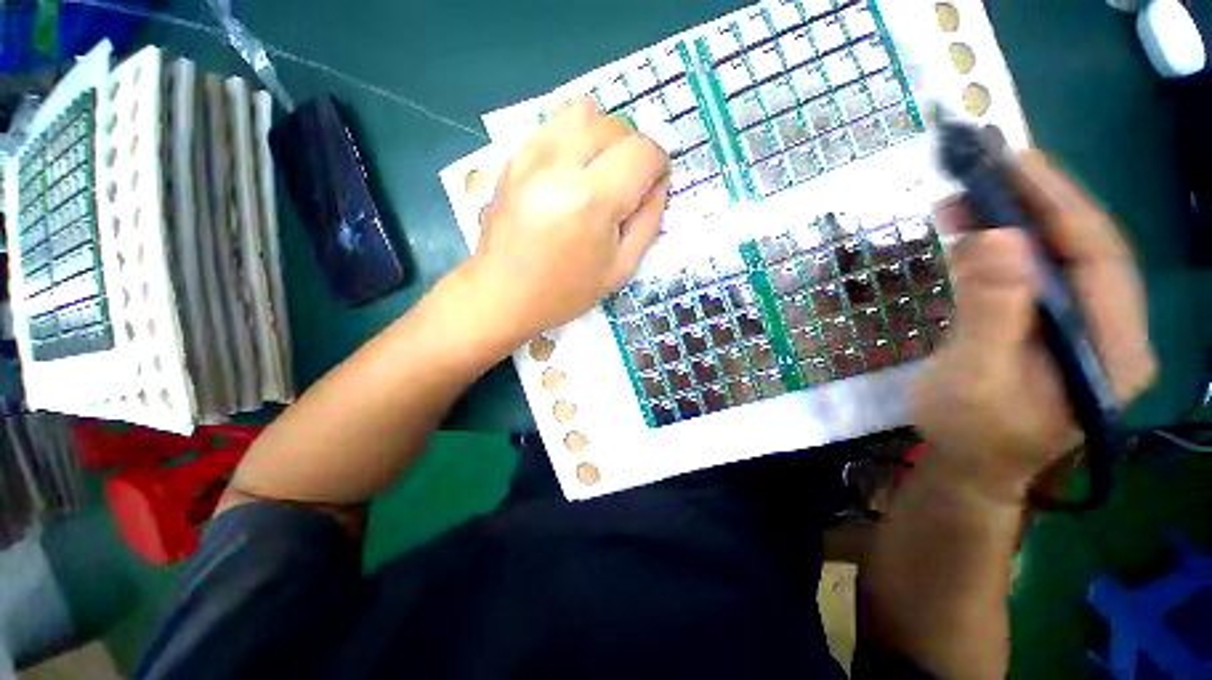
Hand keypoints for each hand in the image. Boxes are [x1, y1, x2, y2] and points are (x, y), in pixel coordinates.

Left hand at [467, 96, 669, 343]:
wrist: (503, 294)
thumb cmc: (565, 291)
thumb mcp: (621, 268)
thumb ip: (648, 221)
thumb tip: (659, 182)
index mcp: (591, 200)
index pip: (642, 151)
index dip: (658, 164)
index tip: (654, 184)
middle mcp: (560, 165)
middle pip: (615, 125)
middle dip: (633, 150)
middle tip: (627, 184)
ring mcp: (531, 156)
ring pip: (584, 112)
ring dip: (604, 137)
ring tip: (599, 172)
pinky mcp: (513, 156)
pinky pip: (554, 124)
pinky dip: (575, 137)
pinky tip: (571, 171)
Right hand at [912, 152, 1155, 504]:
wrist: (971, 466)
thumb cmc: (972, 433)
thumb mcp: (976, 378)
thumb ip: (991, 313)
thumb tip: (993, 238)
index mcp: (1111, 349)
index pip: (1100, 256)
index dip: (1061, 203)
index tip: (1015, 160)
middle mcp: (1109, 331)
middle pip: (1081, 249)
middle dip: (1034, 204)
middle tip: (985, 167)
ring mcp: (1080, 328)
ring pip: (1055, 257)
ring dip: (1011, 222)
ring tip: (964, 197)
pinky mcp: (1049, 327)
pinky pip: (1032, 274)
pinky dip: (1000, 247)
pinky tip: (971, 234)